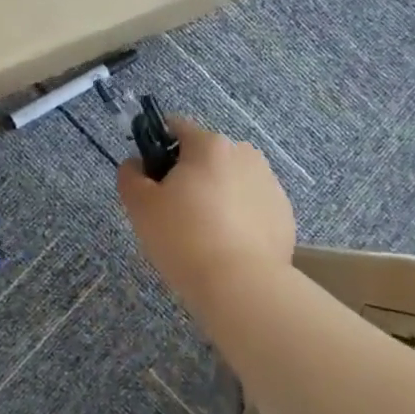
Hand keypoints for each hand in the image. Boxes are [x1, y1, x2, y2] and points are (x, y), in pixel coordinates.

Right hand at [117, 115, 297, 305]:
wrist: (241, 285)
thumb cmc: (183, 237)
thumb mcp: (139, 206)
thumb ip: (130, 175)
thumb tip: (136, 164)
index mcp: (209, 145)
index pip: (176, 127)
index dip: (157, 149)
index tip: (151, 181)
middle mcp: (244, 154)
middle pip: (205, 155)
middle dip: (188, 176)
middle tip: (173, 213)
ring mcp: (270, 183)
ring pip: (230, 180)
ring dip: (215, 195)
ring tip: (203, 235)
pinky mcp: (284, 214)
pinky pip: (252, 206)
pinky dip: (238, 218)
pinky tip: (227, 246)